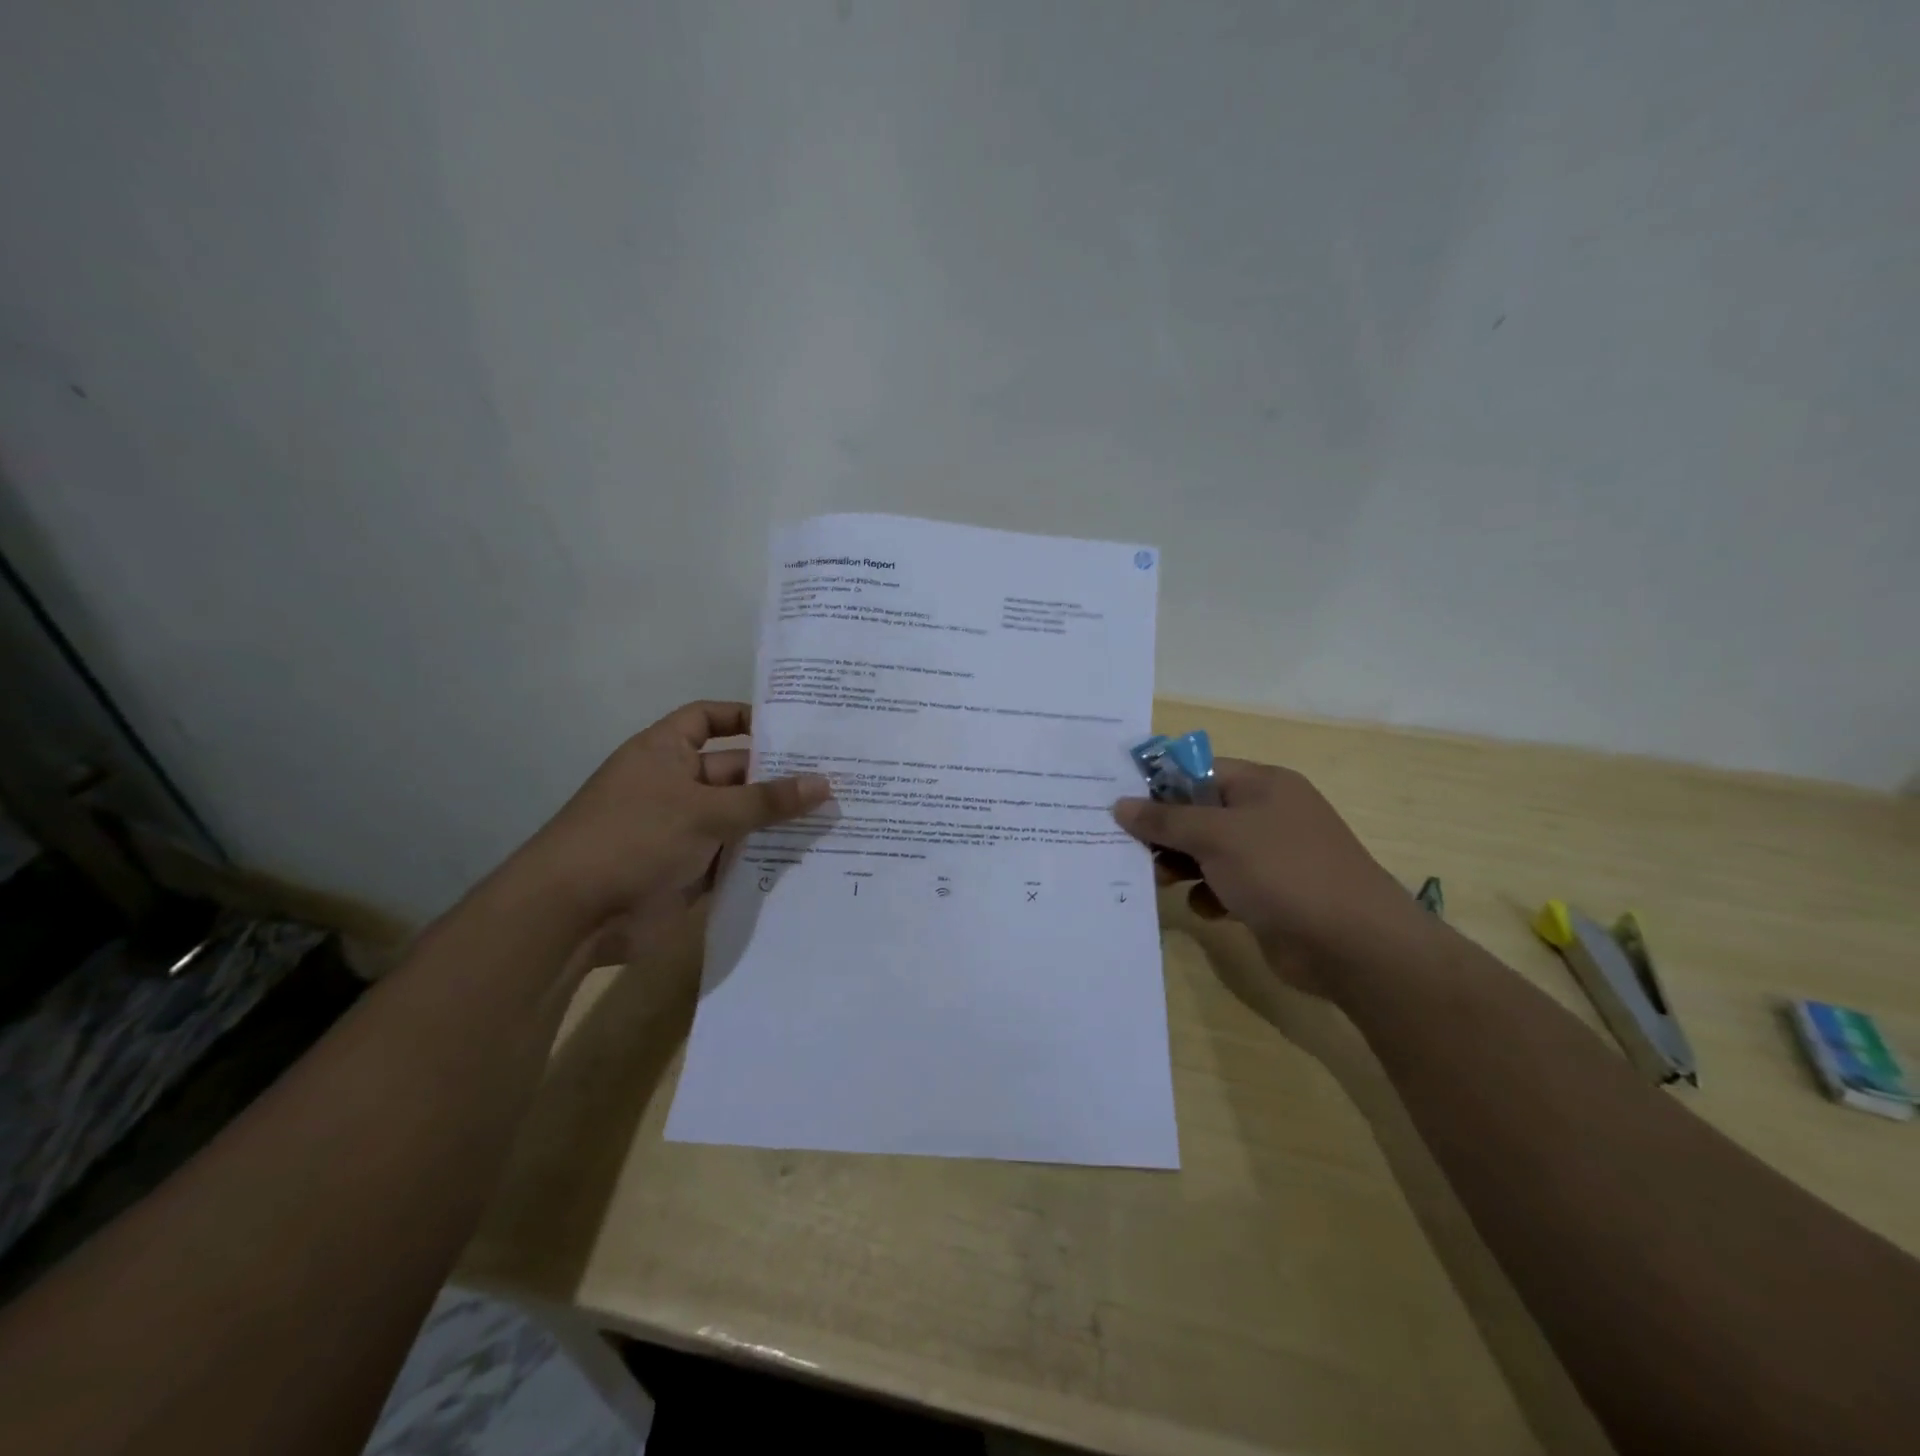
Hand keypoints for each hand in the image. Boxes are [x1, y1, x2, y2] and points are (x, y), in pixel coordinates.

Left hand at [513, 701, 830, 952]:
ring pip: (740, 818)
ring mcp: (683, 830)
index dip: (745, 718)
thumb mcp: (705, 811)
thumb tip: (824, 783)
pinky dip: (764, 857)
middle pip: (735, 772)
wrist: (573, 915)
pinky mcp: (690, 871)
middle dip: (779, 776)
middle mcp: (675, 785)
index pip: (708, 718)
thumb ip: (766, 800)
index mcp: (665, 752)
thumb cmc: (635, 837)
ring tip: (837, 816)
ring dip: (777, 820)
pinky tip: (808, 857)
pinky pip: (735, 857)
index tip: (793, 727)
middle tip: (837, 778)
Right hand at [1113, 758, 1427, 990]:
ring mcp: (1270, 857)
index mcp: (1262, 785)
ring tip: (1161, 881)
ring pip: (1208, 852)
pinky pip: (1224, 886)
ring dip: (1181, 865)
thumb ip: (1165, 819)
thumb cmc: (1282, 871)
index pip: (1199, 771)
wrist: (1353, 945)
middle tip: (1132, 850)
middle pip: (1200, 813)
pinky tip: (1205, 909)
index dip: (1160, 785)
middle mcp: (1266, 815)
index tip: (1122, 804)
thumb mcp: (1216, 836)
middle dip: (1166, 832)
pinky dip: (1209, 895)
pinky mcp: (1269, 896)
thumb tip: (1121, 805)